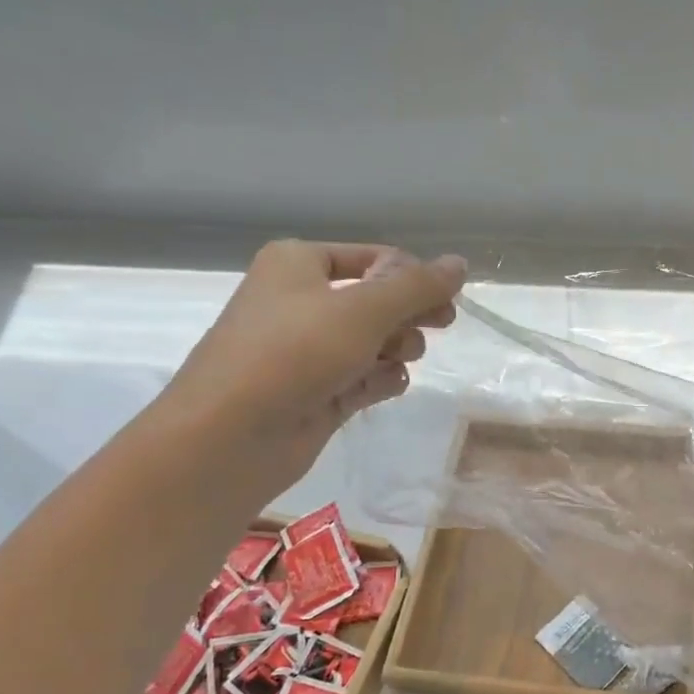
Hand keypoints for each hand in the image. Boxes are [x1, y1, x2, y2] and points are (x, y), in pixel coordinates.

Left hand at [154, 241, 465, 495]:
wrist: (233, 435)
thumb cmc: (295, 352)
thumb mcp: (364, 309)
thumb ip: (418, 286)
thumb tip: (460, 263)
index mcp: (300, 264)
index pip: (376, 258)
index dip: (414, 276)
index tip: (447, 299)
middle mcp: (303, 301)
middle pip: (379, 300)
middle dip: (410, 314)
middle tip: (441, 324)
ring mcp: (310, 351)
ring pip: (376, 341)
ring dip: (397, 349)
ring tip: (397, 360)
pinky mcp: (319, 392)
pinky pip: (366, 377)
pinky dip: (382, 380)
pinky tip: (384, 387)